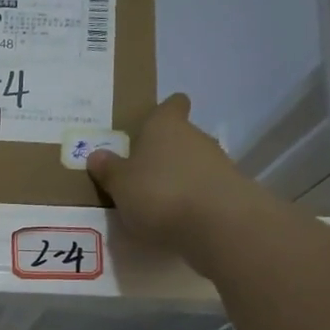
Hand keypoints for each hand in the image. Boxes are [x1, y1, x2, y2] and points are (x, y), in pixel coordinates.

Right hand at [88, 94, 243, 249]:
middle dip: (165, 154)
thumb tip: (97, 155)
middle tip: (141, 177)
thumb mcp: (120, 184)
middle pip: (181, 137)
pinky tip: (180, 221)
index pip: (171, 105)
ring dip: (180, 179)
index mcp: (165, 125)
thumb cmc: (160, 193)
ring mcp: (219, 163)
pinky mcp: (232, 191)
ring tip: (158, 205)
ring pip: (195, 164)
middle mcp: (196, 136)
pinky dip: (194, 201)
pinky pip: (206, 189)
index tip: (149, 128)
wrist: (218, 224)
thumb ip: (109, 170)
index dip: (162, 113)